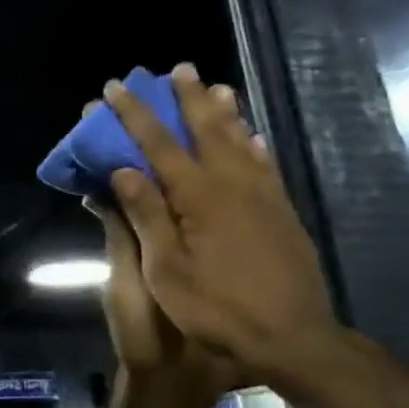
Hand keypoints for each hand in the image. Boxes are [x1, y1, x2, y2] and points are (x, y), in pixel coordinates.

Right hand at [101, 64, 340, 383]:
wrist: (294, 338)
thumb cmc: (218, 309)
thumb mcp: (167, 271)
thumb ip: (148, 217)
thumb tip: (124, 171)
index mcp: (198, 197)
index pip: (158, 144)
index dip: (134, 115)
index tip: (114, 89)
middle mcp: (232, 185)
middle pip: (205, 129)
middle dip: (187, 98)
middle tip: (178, 69)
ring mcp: (262, 197)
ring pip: (239, 140)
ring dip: (224, 111)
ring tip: (216, 86)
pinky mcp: (282, 212)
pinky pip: (265, 165)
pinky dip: (254, 143)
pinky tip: (251, 135)